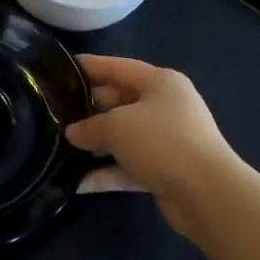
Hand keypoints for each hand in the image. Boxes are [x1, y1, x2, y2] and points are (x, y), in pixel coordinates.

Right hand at [67, 55, 239, 238]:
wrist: (206, 193)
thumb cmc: (161, 142)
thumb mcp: (117, 126)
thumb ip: (90, 127)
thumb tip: (72, 133)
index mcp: (160, 82)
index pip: (118, 67)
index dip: (90, 66)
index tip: (62, 68)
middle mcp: (166, 106)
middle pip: (119, 102)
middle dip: (88, 110)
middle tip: (54, 115)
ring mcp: (167, 140)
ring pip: (123, 137)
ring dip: (95, 144)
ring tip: (59, 148)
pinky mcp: (165, 170)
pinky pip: (129, 166)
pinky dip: (107, 173)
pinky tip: (77, 183)